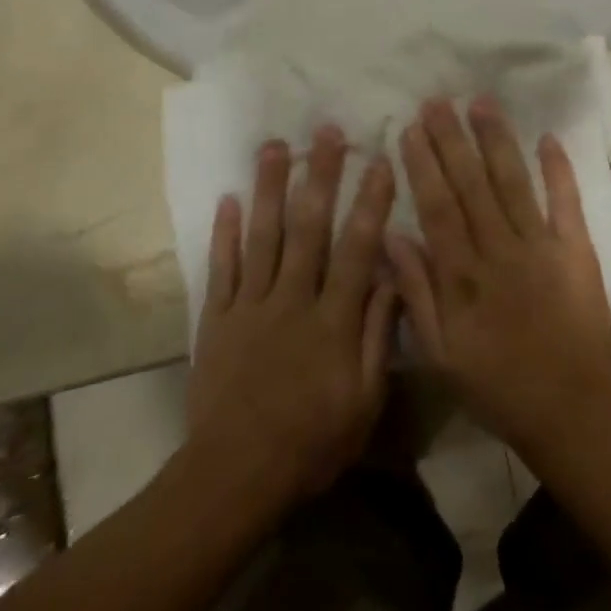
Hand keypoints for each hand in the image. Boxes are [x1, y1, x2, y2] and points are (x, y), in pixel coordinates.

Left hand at [188, 127, 398, 504]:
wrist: (233, 478)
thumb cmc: (311, 442)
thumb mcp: (364, 401)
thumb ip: (379, 335)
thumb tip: (392, 276)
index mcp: (333, 319)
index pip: (356, 249)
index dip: (370, 203)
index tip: (379, 161)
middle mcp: (292, 299)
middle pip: (308, 228)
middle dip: (320, 176)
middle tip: (326, 132)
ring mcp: (250, 305)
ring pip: (262, 236)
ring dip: (269, 188)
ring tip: (274, 146)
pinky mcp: (218, 319)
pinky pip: (222, 268)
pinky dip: (224, 233)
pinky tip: (228, 198)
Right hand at [387, 99, 610, 462]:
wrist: (572, 409)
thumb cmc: (497, 385)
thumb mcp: (441, 354)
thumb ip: (416, 293)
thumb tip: (392, 236)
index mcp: (464, 275)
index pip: (438, 207)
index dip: (423, 165)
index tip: (411, 128)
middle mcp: (500, 250)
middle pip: (471, 185)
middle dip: (452, 139)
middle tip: (438, 100)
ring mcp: (541, 246)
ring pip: (513, 182)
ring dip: (496, 140)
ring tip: (481, 102)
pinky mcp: (576, 249)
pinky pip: (566, 202)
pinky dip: (559, 169)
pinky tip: (548, 137)